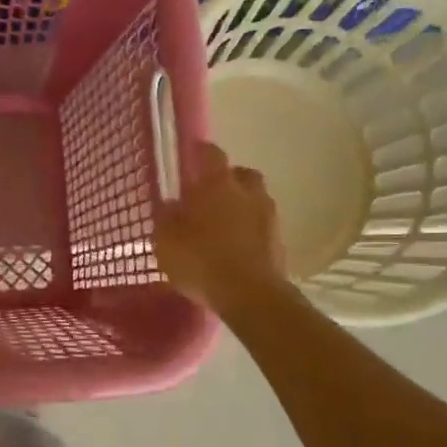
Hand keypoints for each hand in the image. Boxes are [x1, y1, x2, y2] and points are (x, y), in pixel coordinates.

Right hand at [154, 142, 287, 313]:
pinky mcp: (280, 242)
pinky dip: (251, 231)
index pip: (211, 154)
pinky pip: (262, 227)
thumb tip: (171, 204)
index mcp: (218, 184)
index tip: (192, 153)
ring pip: (255, 200)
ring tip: (224, 225)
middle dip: (228, 180)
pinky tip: (237, 248)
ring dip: (242, 206)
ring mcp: (268, 216)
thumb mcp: (166, 240)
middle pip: (241, 174)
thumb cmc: (201, 260)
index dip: (201, 152)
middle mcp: (248, 192)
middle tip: (211, 194)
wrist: (250, 295)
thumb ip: (166, 217)